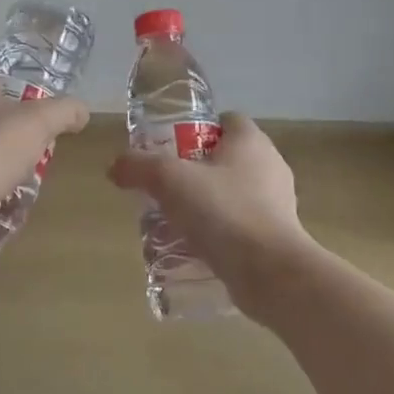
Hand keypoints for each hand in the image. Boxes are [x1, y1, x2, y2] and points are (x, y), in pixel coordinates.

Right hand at [106, 114, 311, 319]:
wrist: (271, 273)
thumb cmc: (223, 211)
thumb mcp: (169, 179)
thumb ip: (138, 166)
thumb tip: (116, 166)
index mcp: (252, 142)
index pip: (226, 120)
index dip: (196, 128)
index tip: (168, 147)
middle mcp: (270, 166)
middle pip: (225, 159)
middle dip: (194, 171)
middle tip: (163, 187)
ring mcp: (277, 204)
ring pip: (232, 194)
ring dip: (205, 205)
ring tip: (172, 221)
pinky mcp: (277, 238)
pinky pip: (240, 226)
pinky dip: (218, 233)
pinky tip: (192, 248)